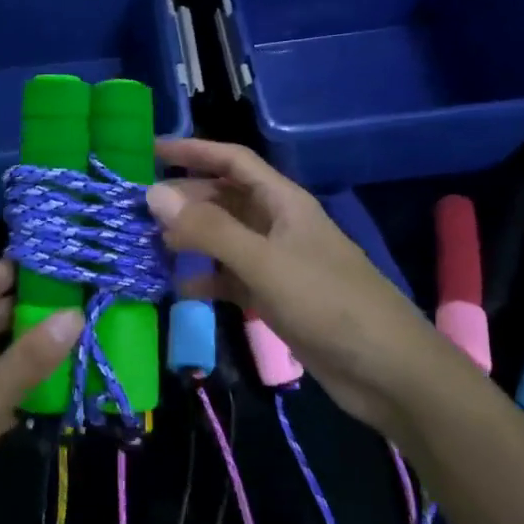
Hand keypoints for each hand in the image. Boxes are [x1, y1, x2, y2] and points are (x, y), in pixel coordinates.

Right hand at [146, 139, 444, 426]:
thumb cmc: (328, 304)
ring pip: (223, 239)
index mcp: (282, 201)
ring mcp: (276, 262)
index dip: (193, 151)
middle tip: (136, 209)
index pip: (232, 160)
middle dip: (183, 199)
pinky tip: (177, 288)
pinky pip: (230, 277)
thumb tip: (153, 194)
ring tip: (146, 245)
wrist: (387, 371)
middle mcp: (277, 224)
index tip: (149, 152)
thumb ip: (209, 229)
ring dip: (189, 239)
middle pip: (223, 198)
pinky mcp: (275, 297)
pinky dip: (205, 279)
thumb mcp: (265, 262)